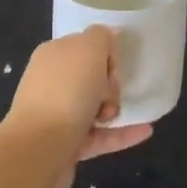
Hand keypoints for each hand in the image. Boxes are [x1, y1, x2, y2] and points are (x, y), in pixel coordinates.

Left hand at [2, 26, 151, 187]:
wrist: (40, 150)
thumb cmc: (67, 92)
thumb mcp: (89, 48)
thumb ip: (100, 37)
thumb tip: (105, 41)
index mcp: (53, 55)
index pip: (85, 46)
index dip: (105, 54)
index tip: (113, 66)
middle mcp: (51, 83)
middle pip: (91, 77)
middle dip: (110, 84)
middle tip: (110, 93)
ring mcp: (57, 115)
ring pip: (95, 107)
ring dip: (114, 109)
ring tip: (118, 114)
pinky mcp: (67, 145)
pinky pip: (100, 136)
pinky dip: (122, 134)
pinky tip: (146, 131)